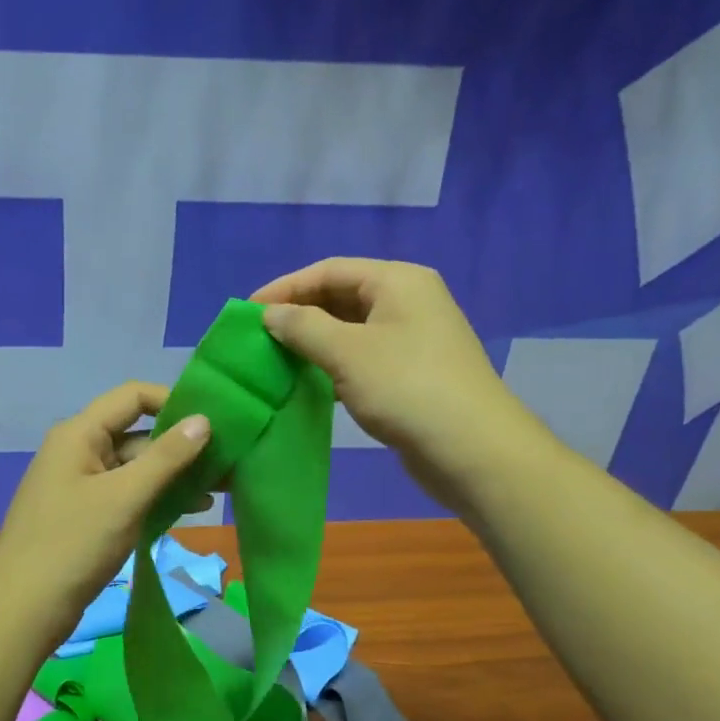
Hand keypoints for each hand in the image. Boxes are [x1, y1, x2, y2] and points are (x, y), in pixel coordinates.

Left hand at [0, 382, 212, 650]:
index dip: (172, 402)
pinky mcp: (86, 515)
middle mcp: (78, 451)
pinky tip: (190, 510)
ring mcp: (81, 485)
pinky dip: (156, 497)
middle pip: (137, 433)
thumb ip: (167, 457)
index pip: (132, 396)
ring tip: (219, 491)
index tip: (212, 424)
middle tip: (227, 464)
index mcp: (79, 434)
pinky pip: (127, 494)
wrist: (21, 612)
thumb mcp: (125, 497)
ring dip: (174, 476)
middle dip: (181, 447)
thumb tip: (203, 419)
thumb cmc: (73, 544)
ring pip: (135, 468)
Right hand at [251, 258, 544, 508]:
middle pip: (342, 296)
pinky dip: (335, 366)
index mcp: (398, 281)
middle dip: (300, 315)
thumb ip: (303, 327)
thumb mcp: (346, 352)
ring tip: (277, 360)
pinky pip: (364, 358)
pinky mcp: (414, 373)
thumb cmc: (406, 388)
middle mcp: (409, 301)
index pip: (330, 270)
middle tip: (260, 338)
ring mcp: (414, 339)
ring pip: (352, 330)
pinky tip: (310, 384)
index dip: (286, 288)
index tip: (247, 312)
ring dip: (315, 343)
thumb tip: (271, 314)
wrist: (472, 449)